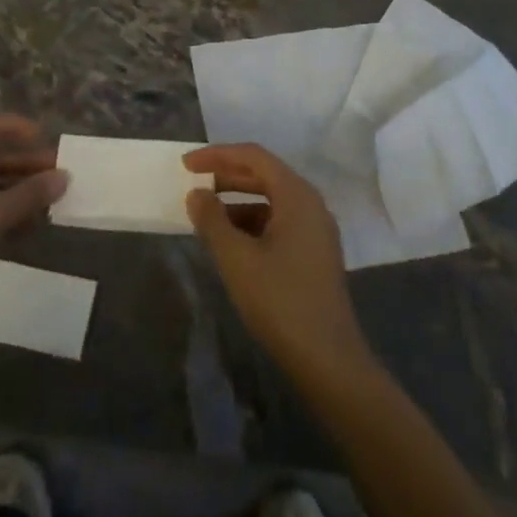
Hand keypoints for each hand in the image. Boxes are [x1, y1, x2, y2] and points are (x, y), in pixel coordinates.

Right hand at [184, 144, 371, 378]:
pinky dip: (251, 223)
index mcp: (297, 194)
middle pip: (264, 175)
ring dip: (237, 202)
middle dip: (226, 176)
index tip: (187, 164)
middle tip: (193, 184)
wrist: (329, 361)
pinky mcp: (314, 253)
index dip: (217, 155)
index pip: (253, 156)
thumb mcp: (237, 259)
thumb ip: (212, 221)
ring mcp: (315, 229)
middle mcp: (310, 203)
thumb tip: (197, 194)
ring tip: (206, 216)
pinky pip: (278, 222)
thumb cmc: (281, 301)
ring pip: (270, 200)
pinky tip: (230, 242)